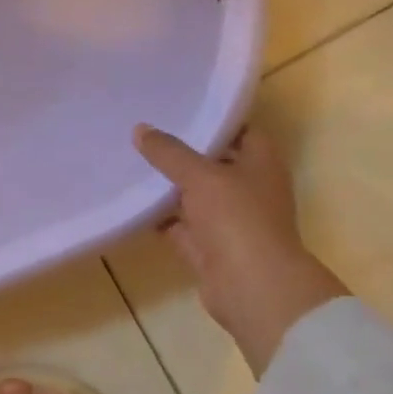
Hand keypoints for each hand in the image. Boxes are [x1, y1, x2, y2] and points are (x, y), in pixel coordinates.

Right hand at [133, 122, 347, 372]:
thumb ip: (169, 152)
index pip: (239, 129)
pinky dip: (160, 217)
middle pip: (213, 162)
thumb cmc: (237, 219)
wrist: (252, 287)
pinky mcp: (209, 246)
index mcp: (261, 162)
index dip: (212, 117)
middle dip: (182, 151)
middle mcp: (248, 187)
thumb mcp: (200, 176)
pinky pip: (180, 225)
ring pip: (194, 195)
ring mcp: (229, 219)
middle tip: (145, 132)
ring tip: (132, 161)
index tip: (179, 106)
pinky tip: (132, 202)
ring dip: (169, 185)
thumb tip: (140, 129)